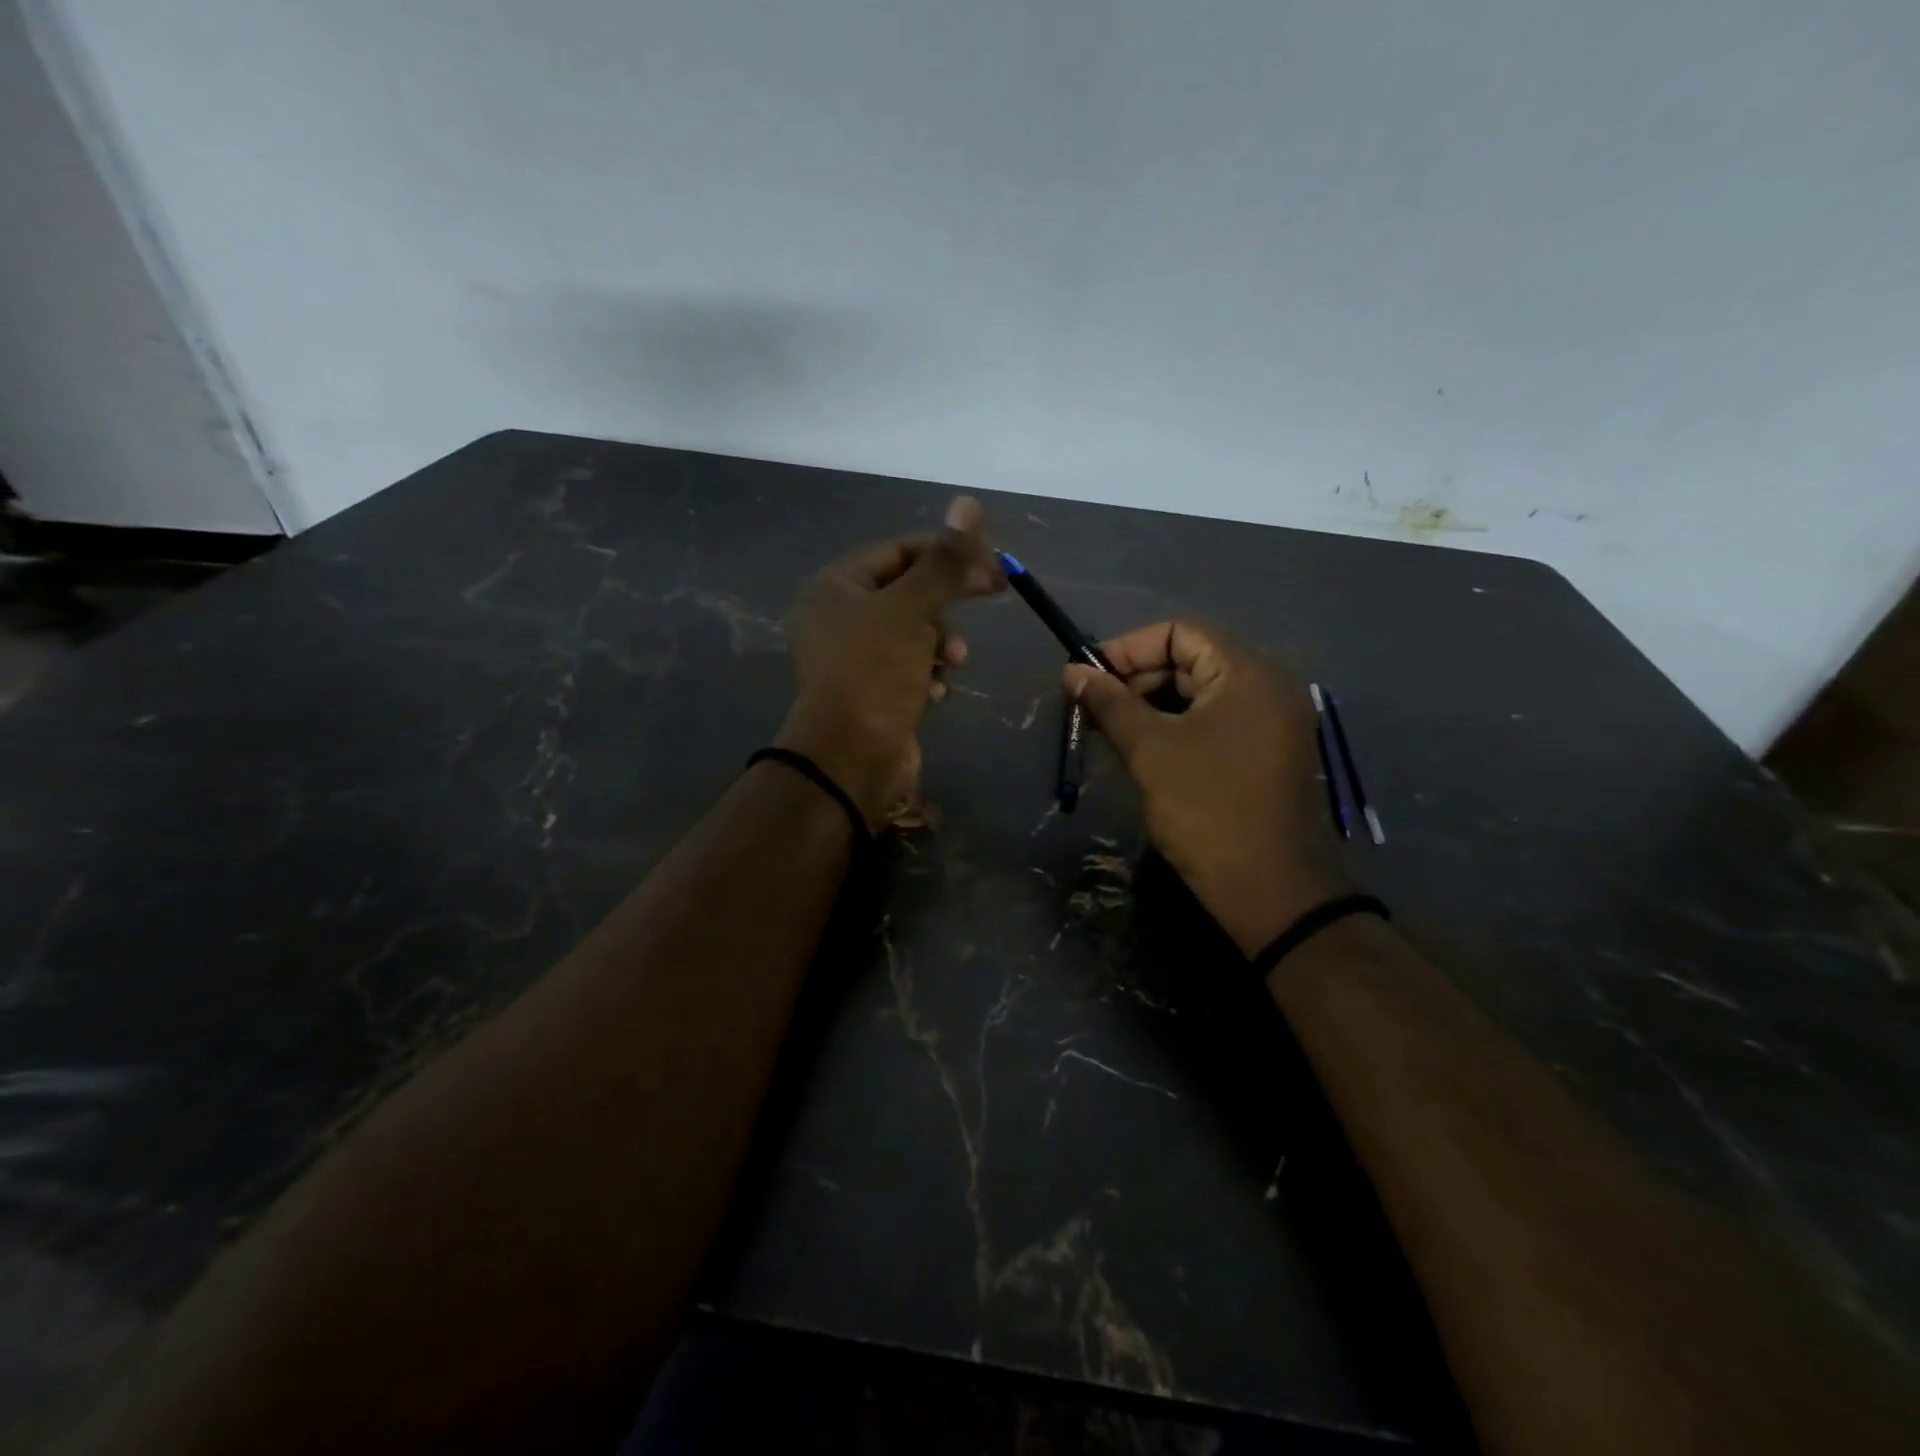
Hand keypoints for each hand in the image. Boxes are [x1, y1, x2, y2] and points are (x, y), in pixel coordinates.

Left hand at [777, 498, 1004, 828]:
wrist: (852, 757)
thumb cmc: (876, 670)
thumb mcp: (913, 607)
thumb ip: (944, 559)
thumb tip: (969, 503)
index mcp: (835, 586)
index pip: (900, 550)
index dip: (948, 552)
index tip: (993, 565)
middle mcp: (838, 617)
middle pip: (909, 591)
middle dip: (946, 604)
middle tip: (991, 598)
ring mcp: (853, 658)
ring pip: (914, 633)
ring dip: (941, 644)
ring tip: (951, 663)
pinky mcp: (870, 692)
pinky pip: (908, 669)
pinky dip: (928, 675)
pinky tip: (935, 692)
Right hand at [1064, 621, 1343, 954]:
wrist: (1272, 893)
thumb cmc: (1208, 811)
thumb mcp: (1150, 752)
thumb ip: (1110, 704)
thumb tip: (1071, 671)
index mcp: (1248, 674)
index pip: (1180, 632)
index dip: (1128, 649)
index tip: (1088, 678)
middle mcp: (1267, 687)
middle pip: (1192, 660)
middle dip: (1138, 678)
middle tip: (1095, 710)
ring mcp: (1272, 723)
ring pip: (1201, 694)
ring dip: (1153, 705)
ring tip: (1113, 732)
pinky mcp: (1267, 753)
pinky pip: (1216, 722)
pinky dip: (1178, 727)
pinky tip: (1146, 752)